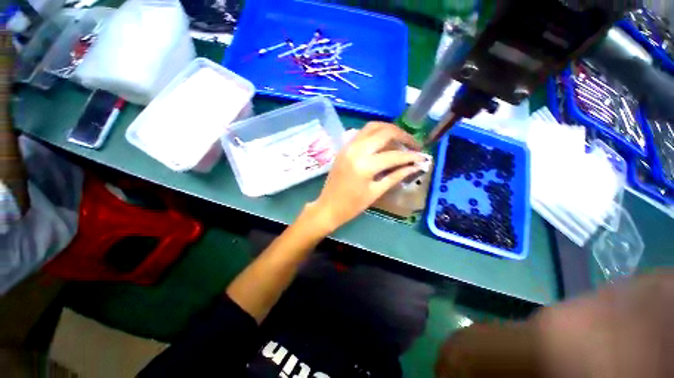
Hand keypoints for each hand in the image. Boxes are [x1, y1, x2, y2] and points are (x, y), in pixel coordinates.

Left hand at [307, 122, 425, 233]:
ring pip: (372, 127)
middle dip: (403, 136)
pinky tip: (383, 141)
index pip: (394, 155)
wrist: (328, 206)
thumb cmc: (352, 205)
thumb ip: (396, 176)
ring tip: (400, 139)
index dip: (411, 155)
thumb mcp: (376, 192)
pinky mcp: (344, 147)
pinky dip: (376, 133)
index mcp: (365, 165)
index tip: (423, 157)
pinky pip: (362, 133)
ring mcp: (348, 146)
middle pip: (385, 132)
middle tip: (414, 145)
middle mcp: (356, 150)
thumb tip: (415, 166)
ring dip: (389, 130)